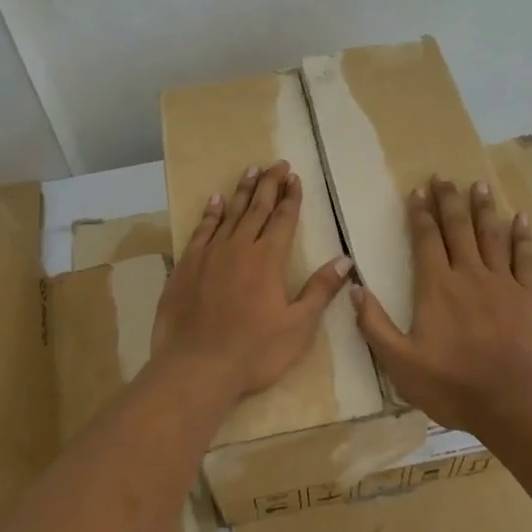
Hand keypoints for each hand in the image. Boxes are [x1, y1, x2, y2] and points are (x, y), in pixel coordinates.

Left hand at [152, 161, 352, 404]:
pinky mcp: (186, 265)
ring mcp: (209, 254)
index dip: (291, 197)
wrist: (195, 367)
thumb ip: (320, 290)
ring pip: (229, 213)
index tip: (295, 177)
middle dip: (269, 184)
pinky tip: (215, 201)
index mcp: (268, 259)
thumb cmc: (254, 352)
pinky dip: (210, 213)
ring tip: (250, 170)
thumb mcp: (298, 327)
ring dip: (242, 191)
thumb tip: (345, 260)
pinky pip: (201, 229)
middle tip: (277, 164)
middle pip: (257, 208)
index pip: (283, 219)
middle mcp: (239, 247)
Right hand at [353, 177, 531, 430]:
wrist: (515, 401)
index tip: (418, 191)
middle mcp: (469, 274)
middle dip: (449, 201)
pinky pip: (525, 258)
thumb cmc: (452, 383)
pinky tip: (521, 219)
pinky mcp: (530, 297)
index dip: (421, 214)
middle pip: (458, 229)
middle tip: (445, 177)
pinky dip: (522, 237)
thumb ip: (374, 324)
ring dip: (484, 209)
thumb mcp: (399, 362)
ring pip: (491, 236)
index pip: (426, 240)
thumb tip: (353, 288)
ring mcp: (503, 283)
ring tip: (480, 185)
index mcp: (436, 287)